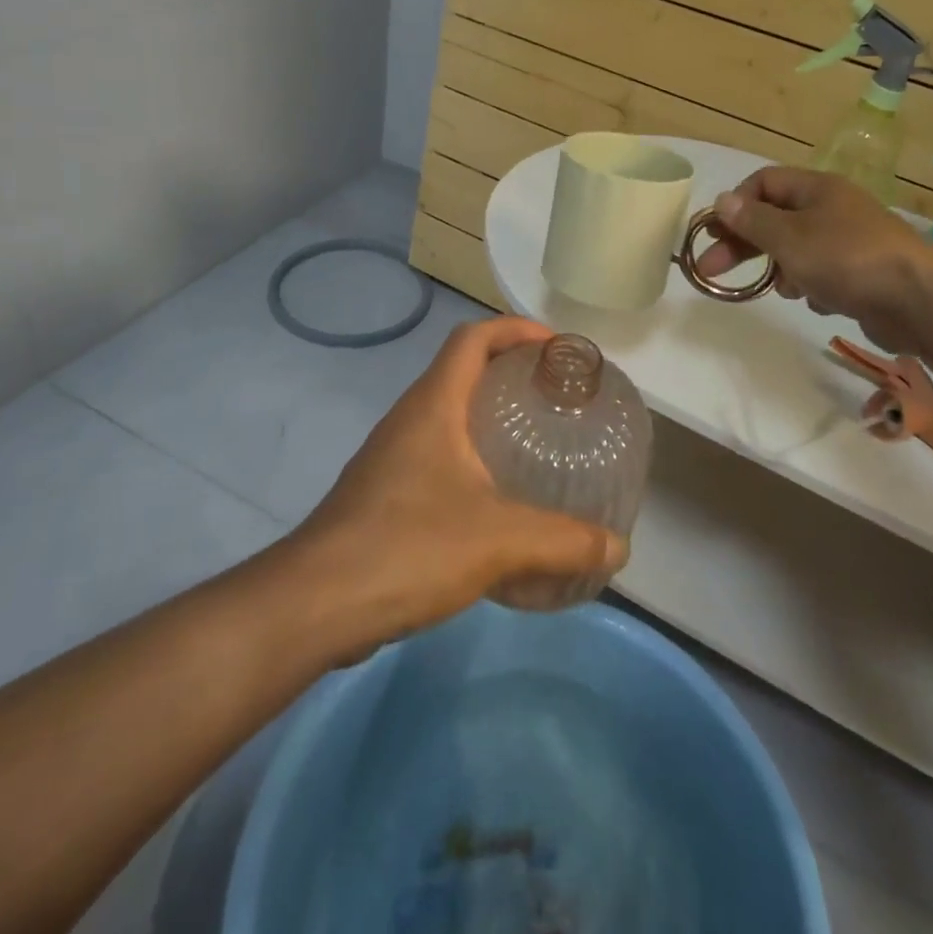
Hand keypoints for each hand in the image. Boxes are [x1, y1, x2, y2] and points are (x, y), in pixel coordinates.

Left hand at [286, 317, 626, 657]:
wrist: (315, 604)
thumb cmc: (408, 547)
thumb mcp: (500, 541)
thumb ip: (564, 542)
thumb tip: (618, 549)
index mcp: (434, 405)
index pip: (473, 337)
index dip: (516, 329)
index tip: (557, 347)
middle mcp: (409, 418)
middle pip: (461, 371)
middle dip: (509, 372)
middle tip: (556, 396)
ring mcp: (391, 456)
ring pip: (448, 415)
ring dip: (489, 416)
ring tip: (535, 443)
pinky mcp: (383, 493)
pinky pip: (436, 455)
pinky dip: (471, 458)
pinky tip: (496, 501)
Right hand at [693, 165, 932, 350]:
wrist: (917, 299)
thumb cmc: (844, 258)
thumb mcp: (787, 237)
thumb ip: (751, 220)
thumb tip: (722, 200)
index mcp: (816, 189)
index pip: (763, 183)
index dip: (735, 205)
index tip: (713, 233)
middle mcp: (833, 208)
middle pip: (775, 219)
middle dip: (744, 244)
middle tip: (711, 270)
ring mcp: (850, 240)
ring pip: (796, 249)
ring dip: (781, 269)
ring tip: (784, 289)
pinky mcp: (862, 272)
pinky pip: (822, 273)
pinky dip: (813, 286)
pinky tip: (819, 300)